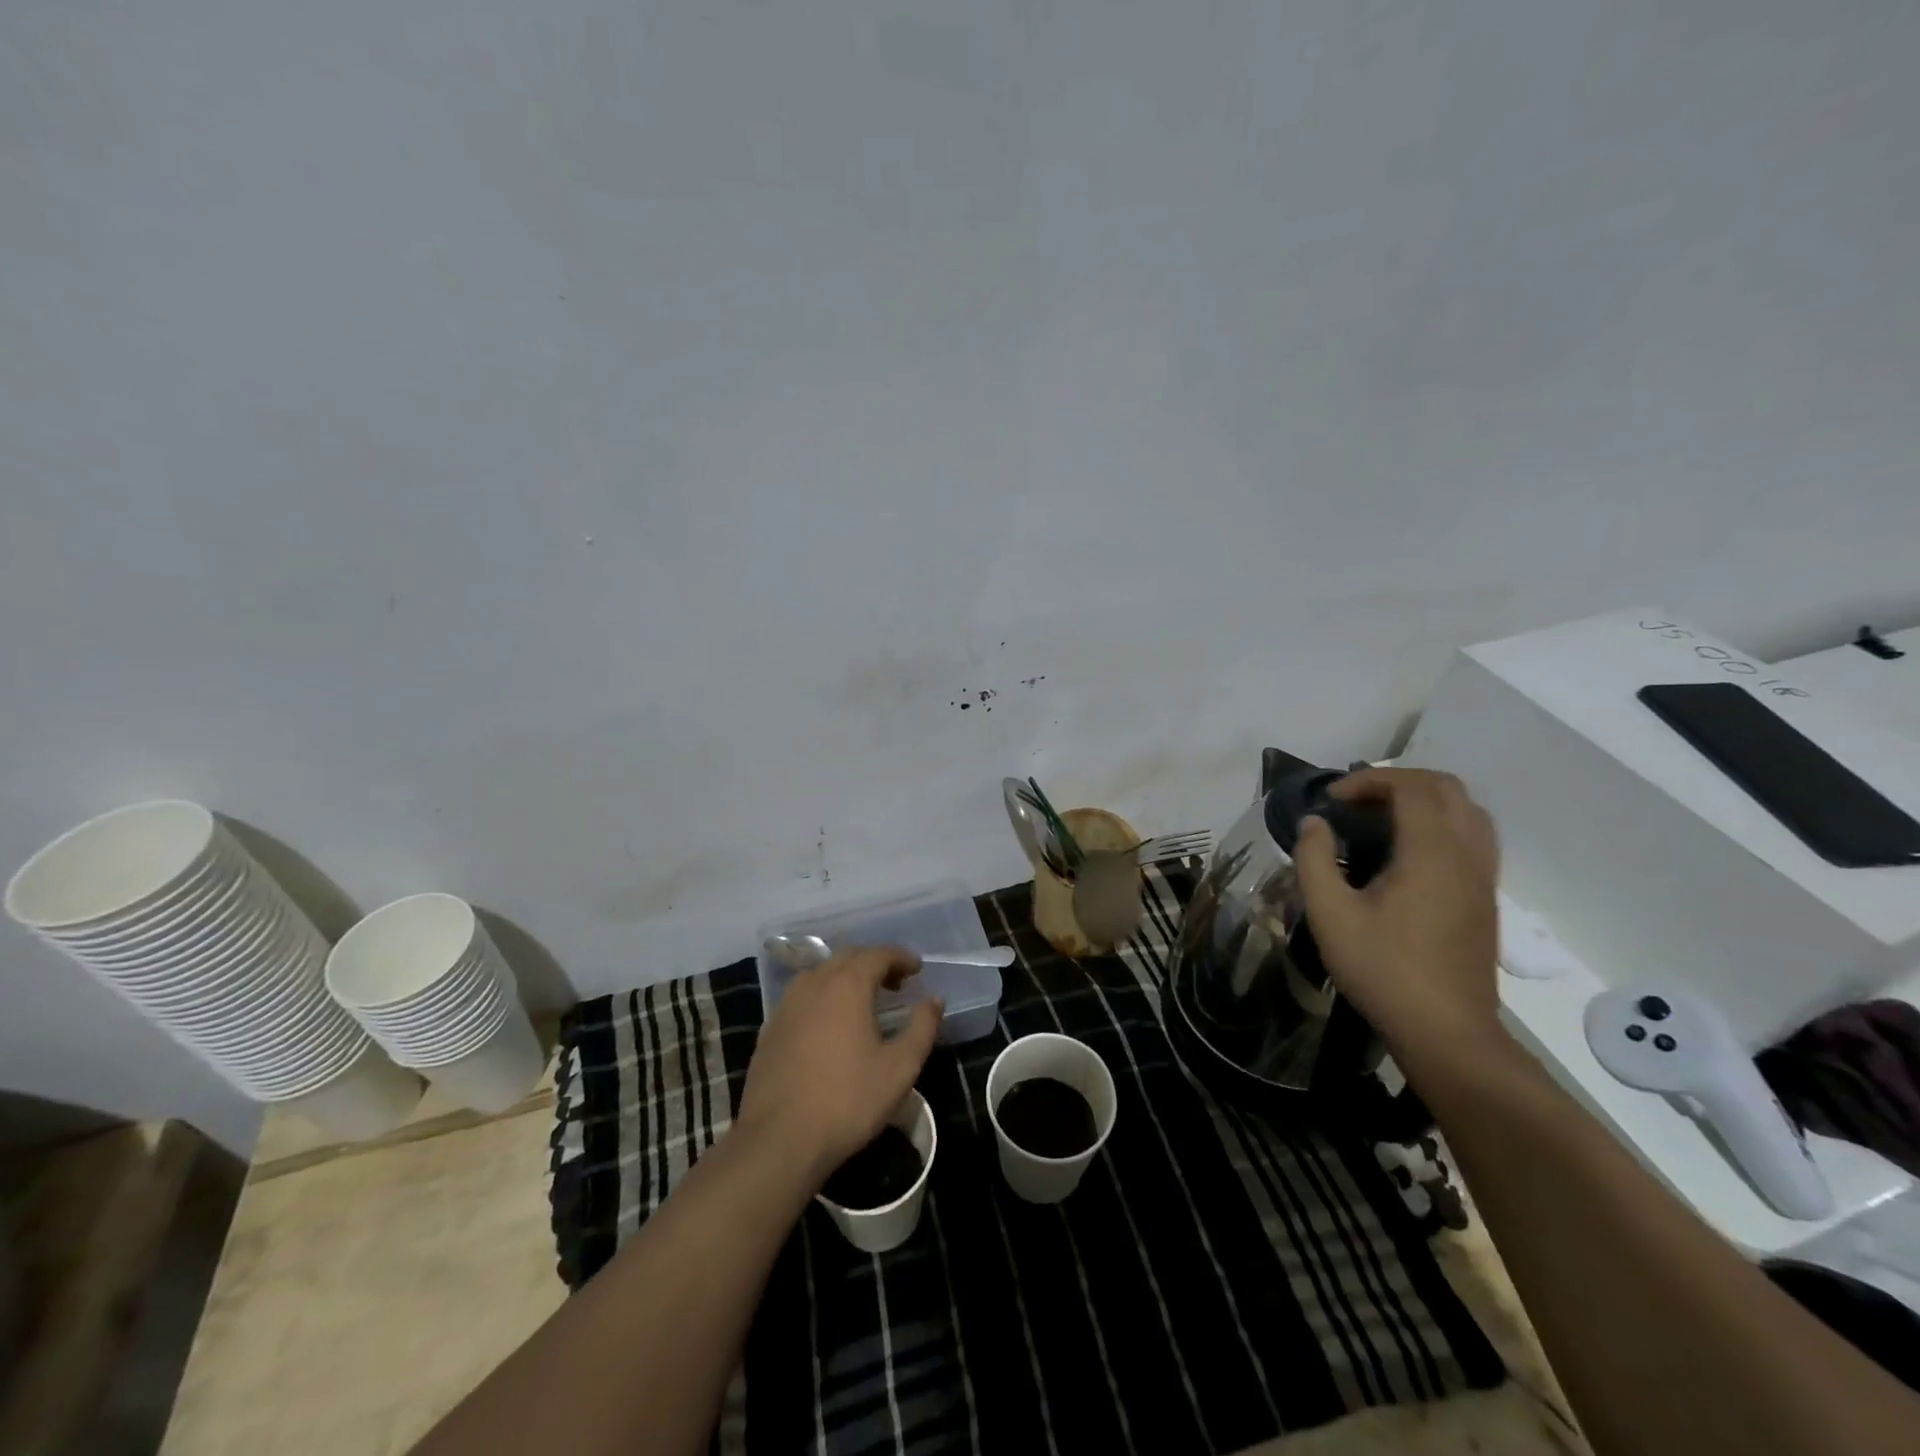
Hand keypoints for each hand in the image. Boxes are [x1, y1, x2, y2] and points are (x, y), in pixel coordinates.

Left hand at [736, 945, 942, 1184]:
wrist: (778, 1140)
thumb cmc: (847, 1100)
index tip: (917, 968)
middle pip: (848, 957)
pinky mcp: (770, 1029)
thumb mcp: (900, 1068)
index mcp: (847, 985)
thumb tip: (934, 1000)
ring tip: (864, 999)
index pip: (877, 954)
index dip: (900, 957)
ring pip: (821, 974)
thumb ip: (922, 1028)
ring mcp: (787, 1005)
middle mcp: (815, 984)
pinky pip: (802, 996)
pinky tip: (830, 1023)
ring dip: (846, 976)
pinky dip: (823, 995)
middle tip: (896, 982)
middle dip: (874, 963)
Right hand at [1293, 768, 1501, 1061]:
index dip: (1368, 780)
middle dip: (1397, 781)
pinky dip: (1442, 822)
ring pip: (1467, 809)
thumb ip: (1314, 860)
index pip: (1411, 787)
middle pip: (1446, 787)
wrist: (1446, 1031)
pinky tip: (1409, 851)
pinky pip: (1474, 836)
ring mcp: (1483, 876)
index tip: (1331, 799)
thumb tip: (1314, 824)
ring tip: (1382, 818)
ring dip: (1424, 799)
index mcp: (1431, 853)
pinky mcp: (1486, 896)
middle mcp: (1467, 854)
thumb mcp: (1330, 915)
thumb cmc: (1383, 970)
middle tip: (1356, 802)